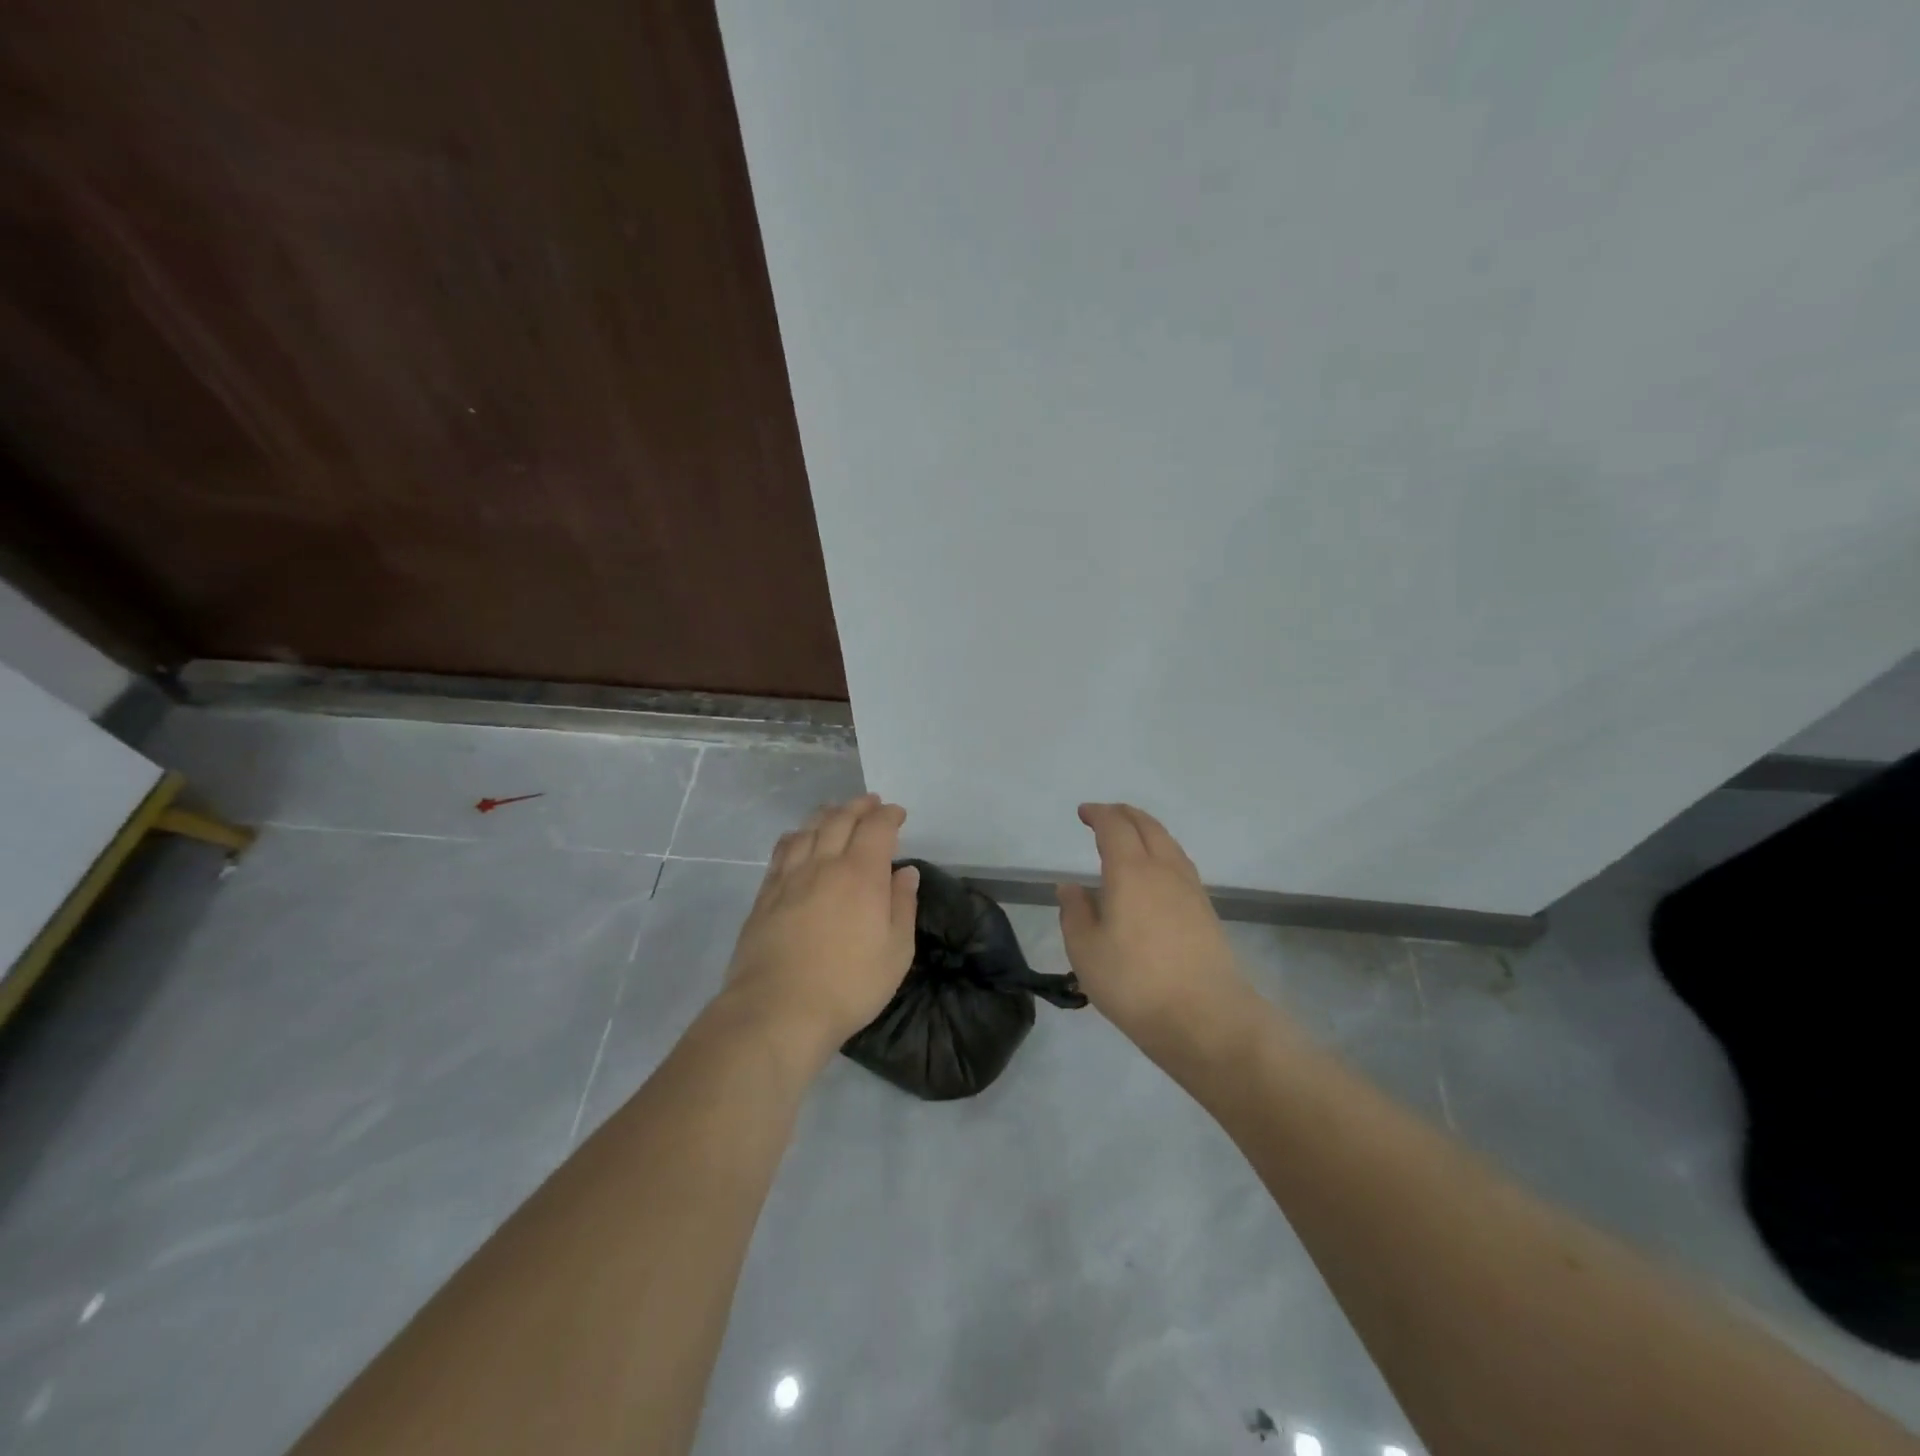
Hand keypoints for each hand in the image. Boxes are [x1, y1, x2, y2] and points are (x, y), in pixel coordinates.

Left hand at [722, 794, 919, 1062]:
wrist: (777, 1010)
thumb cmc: (848, 985)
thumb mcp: (896, 952)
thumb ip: (902, 905)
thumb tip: (906, 871)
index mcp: (861, 874)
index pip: (876, 828)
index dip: (889, 816)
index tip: (898, 814)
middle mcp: (824, 864)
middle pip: (840, 819)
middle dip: (859, 806)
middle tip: (871, 803)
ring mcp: (790, 877)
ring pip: (808, 829)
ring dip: (827, 814)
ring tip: (836, 812)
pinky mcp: (765, 894)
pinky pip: (782, 850)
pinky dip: (797, 835)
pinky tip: (799, 838)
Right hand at [1057, 803, 1250, 1058]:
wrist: (1206, 1018)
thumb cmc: (1135, 983)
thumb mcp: (1086, 951)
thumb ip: (1075, 912)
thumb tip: (1070, 887)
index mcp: (1131, 871)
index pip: (1115, 827)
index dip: (1098, 814)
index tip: (1083, 813)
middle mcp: (1164, 870)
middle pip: (1147, 826)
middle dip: (1124, 814)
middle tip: (1105, 815)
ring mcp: (1190, 889)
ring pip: (1168, 842)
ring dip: (1147, 830)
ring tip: (1131, 837)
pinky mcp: (1206, 910)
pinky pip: (1180, 863)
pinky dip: (1162, 852)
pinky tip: (1156, 873)